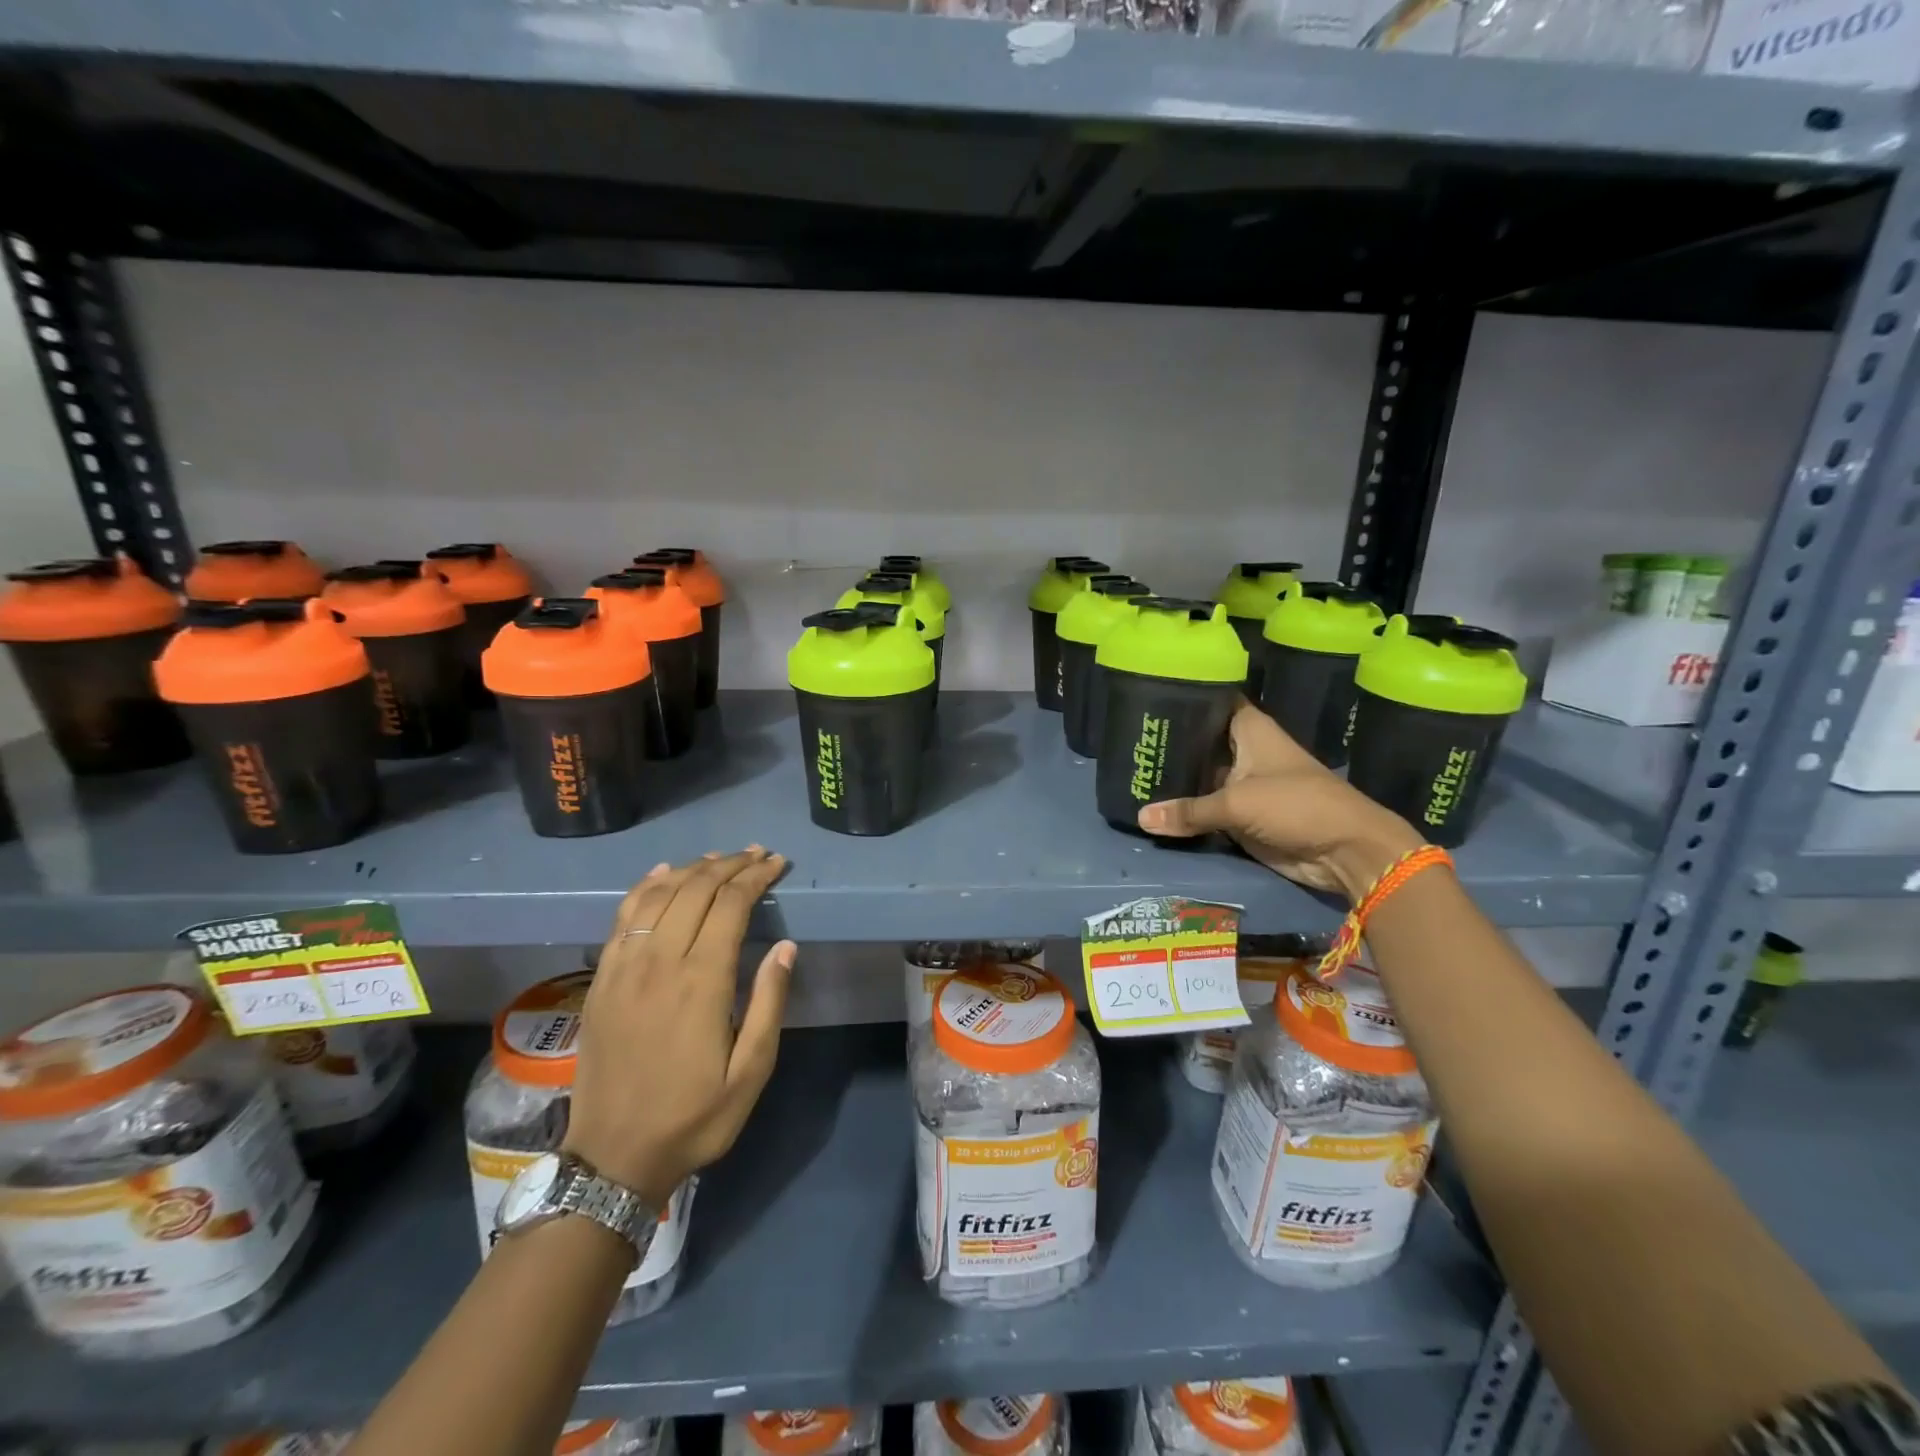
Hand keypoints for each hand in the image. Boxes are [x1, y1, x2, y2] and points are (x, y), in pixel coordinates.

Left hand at [563, 848, 794, 1205]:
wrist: (613, 1155)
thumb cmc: (693, 1117)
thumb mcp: (750, 1072)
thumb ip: (769, 1003)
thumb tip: (786, 947)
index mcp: (702, 982)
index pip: (731, 905)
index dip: (756, 877)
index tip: (777, 863)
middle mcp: (660, 961)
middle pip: (696, 890)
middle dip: (731, 864)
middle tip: (757, 854)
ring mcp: (624, 967)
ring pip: (660, 895)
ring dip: (693, 869)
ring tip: (720, 858)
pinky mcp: (602, 978)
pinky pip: (623, 916)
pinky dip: (646, 886)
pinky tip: (664, 874)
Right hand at [1138, 702, 1426, 903]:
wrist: (1344, 851)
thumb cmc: (1297, 806)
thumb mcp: (1237, 803)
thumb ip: (1188, 810)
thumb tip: (1140, 818)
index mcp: (1249, 730)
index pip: (1211, 702)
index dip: (1182, 699)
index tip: (1145, 700)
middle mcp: (1243, 752)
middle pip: (1198, 742)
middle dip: (1168, 745)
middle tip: (1126, 743)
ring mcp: (1240, 785)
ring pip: (1198, 777)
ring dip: (1173, 781)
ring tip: (1128, 773)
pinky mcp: (1240, 816)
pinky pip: (1204, 809)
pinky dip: (1183, 811)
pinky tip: (1149, 807)